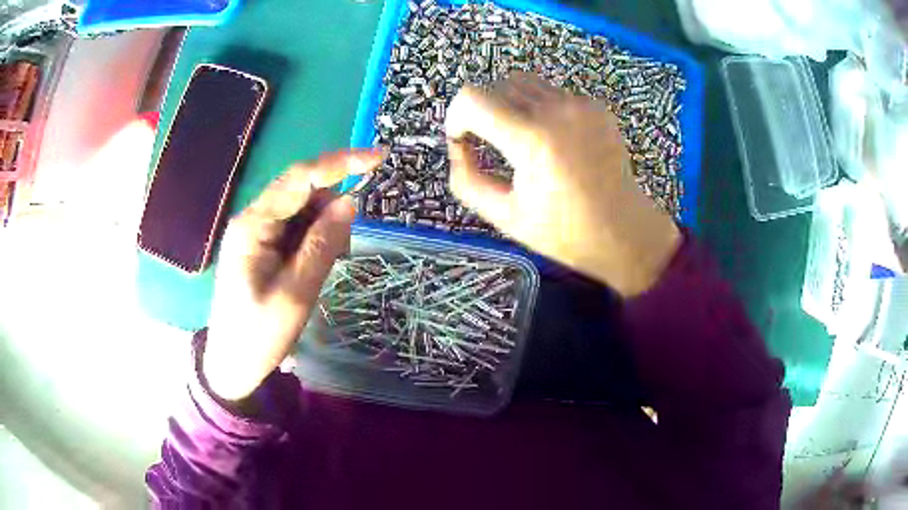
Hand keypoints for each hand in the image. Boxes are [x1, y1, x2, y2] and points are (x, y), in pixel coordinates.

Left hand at [203, 149, 382, 402]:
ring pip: (302, 210)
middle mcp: (253, 220)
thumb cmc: (259, 334)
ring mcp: (257, 232)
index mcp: (253, 226)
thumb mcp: (296, 293)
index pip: (299, 179)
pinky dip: (314, 240)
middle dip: (331, 209)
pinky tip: (313, 267)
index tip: (378, 157)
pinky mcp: (262, 246)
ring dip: (324, 229)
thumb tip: (349, 202)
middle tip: (343, 251)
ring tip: (324, 268)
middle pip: (301, 192)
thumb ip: (322, 245)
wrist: (232, 364)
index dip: (340, 163)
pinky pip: (296, 229)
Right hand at [445, 73, 680, 296]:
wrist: (624, 230)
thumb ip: (467, 180)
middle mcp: (556, 111)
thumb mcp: (505, 216)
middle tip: (491, 145)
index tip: (462, 139)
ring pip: (522, 83)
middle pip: (495, 86)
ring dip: (508, 105)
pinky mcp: (595, 106)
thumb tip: (457, 147)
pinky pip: (551, 92)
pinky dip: (539, 108)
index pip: (472, 98)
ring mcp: (580, 105)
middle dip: (481, 112)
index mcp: (532, 141)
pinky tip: (553, 140)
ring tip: (521, 140)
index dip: (456, 116)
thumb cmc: (564, 232)